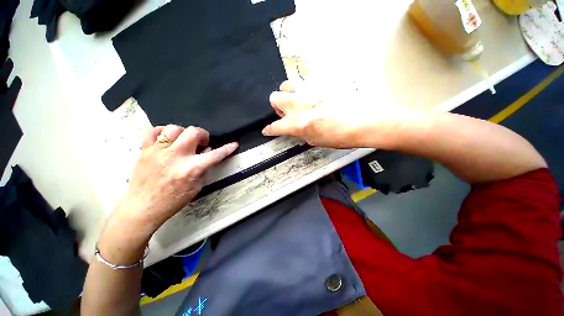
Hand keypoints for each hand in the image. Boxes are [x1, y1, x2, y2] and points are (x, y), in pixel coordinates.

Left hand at [100, 125, 236, 256]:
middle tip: (201, 144)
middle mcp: (175, 157)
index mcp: (190, 169)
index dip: (227, 149)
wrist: (142, 208)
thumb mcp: (196, 188)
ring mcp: (158, 152)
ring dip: (184, 133)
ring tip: (184, 141)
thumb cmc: (172, 201)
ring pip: (174, 128)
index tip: (234, 144)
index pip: (215, 155)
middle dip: (202, 135)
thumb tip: (208, 153)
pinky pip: (153, 131)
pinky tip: (167, 140)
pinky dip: (163, 132)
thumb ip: (204, 169)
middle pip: (193, 132)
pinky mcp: (144, 150)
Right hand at [262, 81, 414, 148]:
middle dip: (277, 106)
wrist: (365, 120)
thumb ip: (299, 133)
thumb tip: (293, 128)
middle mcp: (298, 104)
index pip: (274, 126)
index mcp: (297, 123)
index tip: (267, 130)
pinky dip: (303, 91)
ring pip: (286, 84)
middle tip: (286, 113)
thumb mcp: (315, 141)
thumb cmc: (340, 136)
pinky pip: (304, 83)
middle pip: (275, 97)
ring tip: (297, 102)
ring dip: (287, 94)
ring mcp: (309, 90)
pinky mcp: (320, 82)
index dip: (269, 129)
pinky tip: (314, 98)